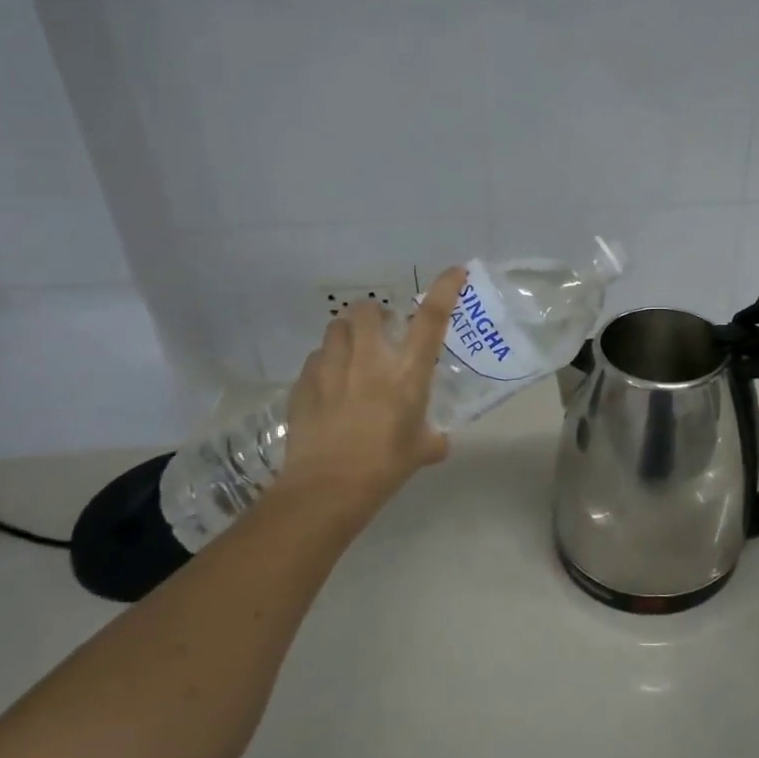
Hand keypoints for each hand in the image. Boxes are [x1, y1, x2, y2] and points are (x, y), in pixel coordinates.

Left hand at [280, 266, 464, 506]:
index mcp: (407, 373)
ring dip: (347, 335)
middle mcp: (370, 360)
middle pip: (368, 310)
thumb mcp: (421, 451)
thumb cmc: (385, 467)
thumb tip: (438, 442)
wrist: (328, 487)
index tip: (454, 270)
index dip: (444, 289)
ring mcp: (332, 368)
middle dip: (374, 314)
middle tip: (380, 333)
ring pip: (336, 328)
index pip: (431, 319)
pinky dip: (324, 364)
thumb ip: (432, 439)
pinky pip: (315, 360)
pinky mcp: (304, 383)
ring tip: (350, 355)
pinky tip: (327, 386)